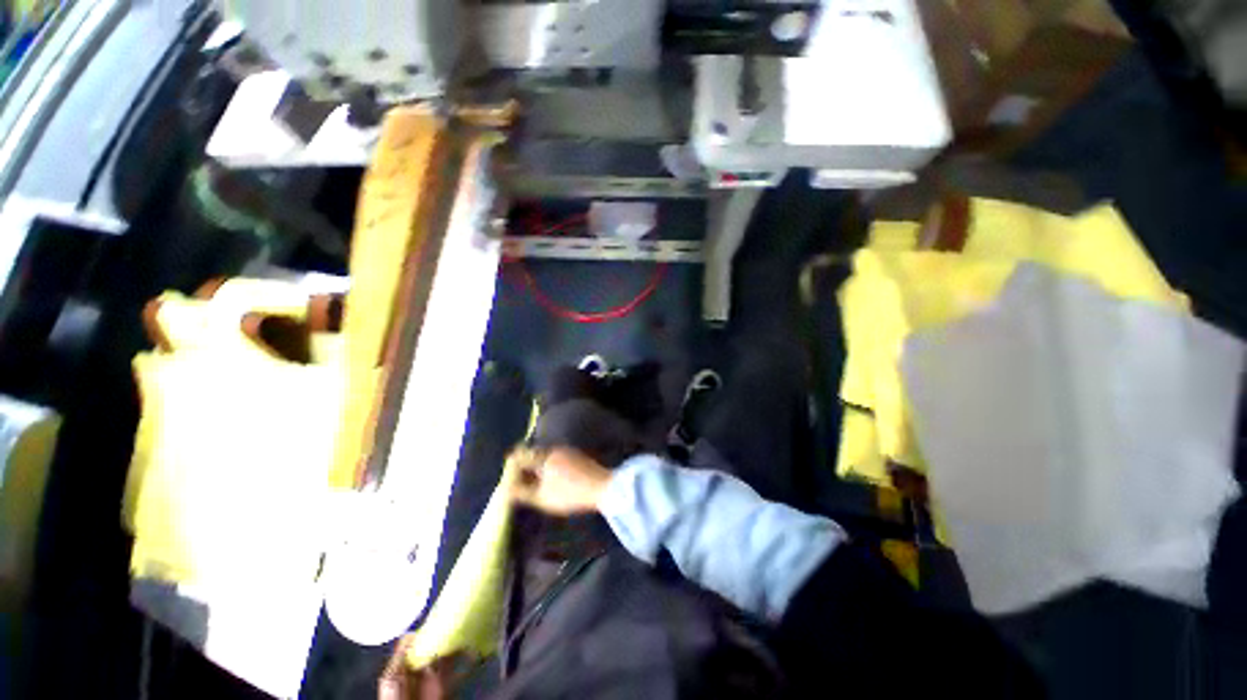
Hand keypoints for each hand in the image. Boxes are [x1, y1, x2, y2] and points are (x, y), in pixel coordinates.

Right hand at [509, 447, 611, 515]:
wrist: (604, 487)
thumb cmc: (571, 493)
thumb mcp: (542, 497)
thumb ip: (522, 492)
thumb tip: (504, 489)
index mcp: (544, 455)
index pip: (521, 455)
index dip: (511, 466)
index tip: (508, 478)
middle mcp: (555, 448)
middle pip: (533, 454)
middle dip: (525, 467)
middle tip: (520, 483)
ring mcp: (568, 451)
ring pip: (546, 456)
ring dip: (538, 467)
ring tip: (535, 484)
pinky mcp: (577, 456)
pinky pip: (557, 458)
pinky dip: (550, 467)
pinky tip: (552, 480)